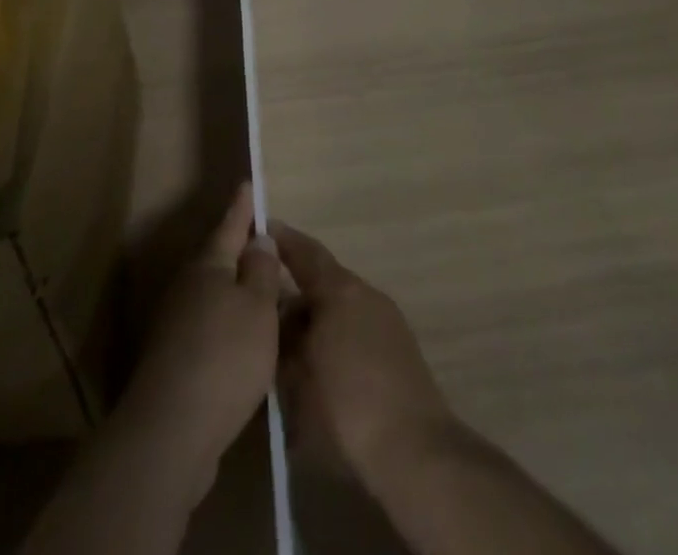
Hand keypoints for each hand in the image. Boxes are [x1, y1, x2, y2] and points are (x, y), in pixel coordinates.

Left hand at [120, 184, 281, 492]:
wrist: (170, 433)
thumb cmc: (224, 357)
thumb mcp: (258, 308)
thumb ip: (262, 271)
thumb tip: (259, 239)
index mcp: (209, 265)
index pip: (231, 224)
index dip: (243, 206)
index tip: (248, 184)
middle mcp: (188, 287)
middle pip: (220, 260)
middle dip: (244, 253)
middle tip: (270, 248)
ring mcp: (177, 325)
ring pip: (216, 296)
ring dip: (239, 294)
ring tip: (268, 298)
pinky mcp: (176, 361)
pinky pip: (211, 328)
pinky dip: (231, 327)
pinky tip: (248, 344)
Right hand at [271, 220, 453, 486]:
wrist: (416, 450)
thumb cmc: (348, 409)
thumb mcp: (300, 379)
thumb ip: (286, 341)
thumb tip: (279, 317)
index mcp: (340, 291)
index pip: (306, 253)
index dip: (283, 240)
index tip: (262, 227)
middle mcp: (365, 293)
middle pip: (323, 281)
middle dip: (295, 293)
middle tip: (266, 311)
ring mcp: (387, 318)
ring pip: (341, 306)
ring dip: (317, 318)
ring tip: (290, 345)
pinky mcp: (399, 346)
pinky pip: (357, 326)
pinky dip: (336, 334)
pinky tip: (322, 364)